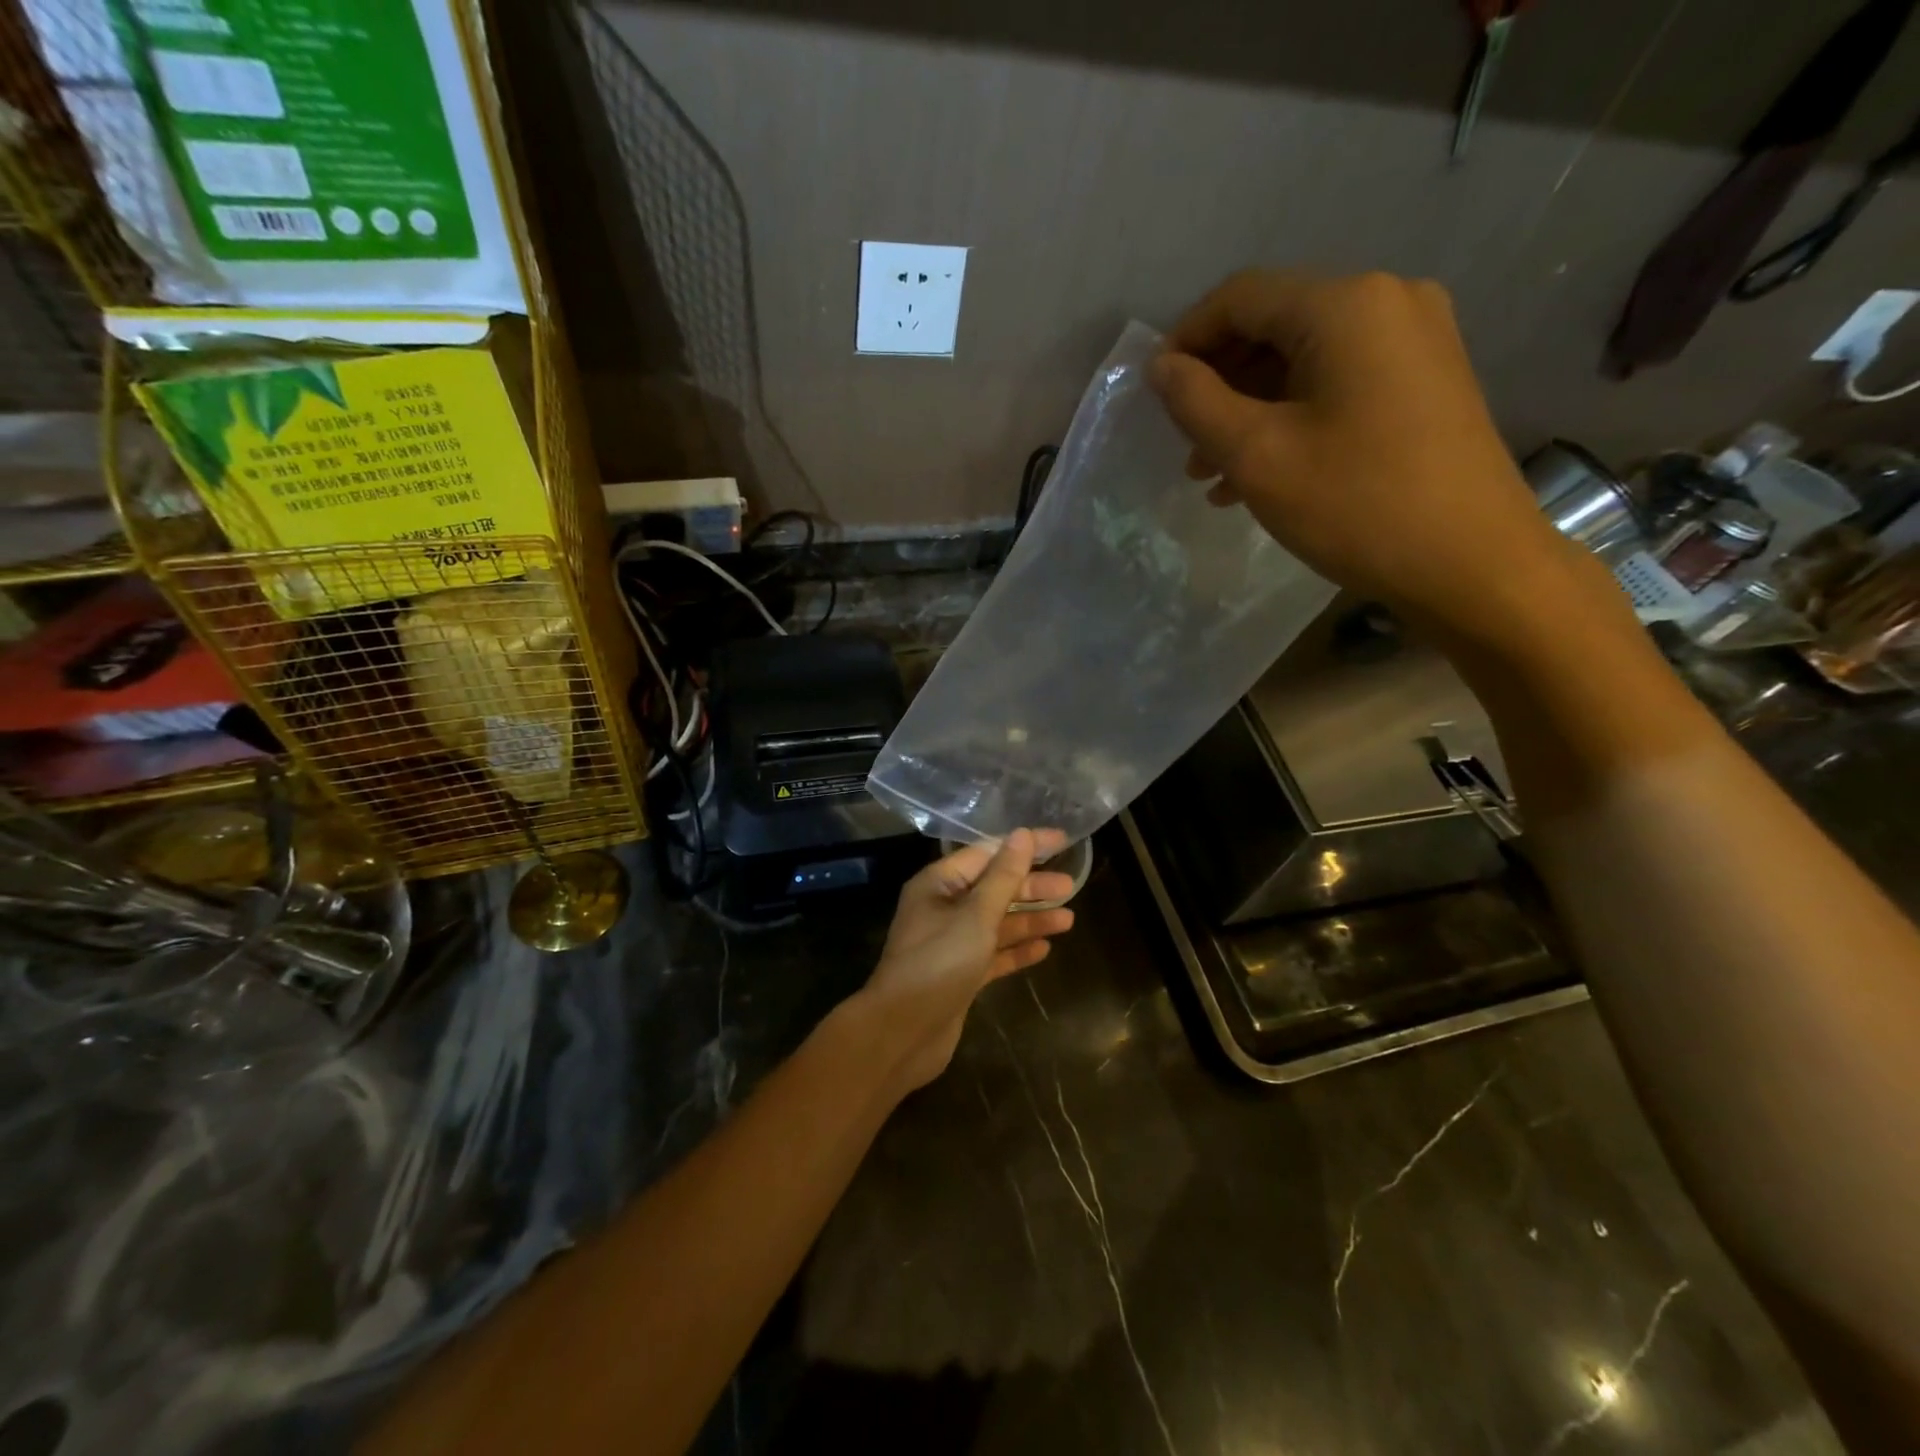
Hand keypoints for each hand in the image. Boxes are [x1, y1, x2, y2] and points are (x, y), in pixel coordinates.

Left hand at [859, 829, 1076, 1092]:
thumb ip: (1003, 877)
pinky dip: (1017, 949)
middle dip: (1031, 887)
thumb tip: (1022, 835)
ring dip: (1030, 919)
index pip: (987, 853)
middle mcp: (943, 908)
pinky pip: (994, 953)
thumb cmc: (938, 963)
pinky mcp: (961, 974)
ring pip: (997, 922)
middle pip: (994, 888)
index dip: (1024, 846)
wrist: (902, 1033)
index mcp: (938, 884)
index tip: (1062, 841)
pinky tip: (1044, 949)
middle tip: (1071, 887)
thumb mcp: (976, 915)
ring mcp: (951, 943)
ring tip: (1069, 919)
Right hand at [1149, 270, 1599, 645]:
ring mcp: (1416, 341)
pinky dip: (1292, 418)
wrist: (1473, 564)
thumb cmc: (1356, 506)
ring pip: (1304, 361)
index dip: (1186, 339)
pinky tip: (1264, 473)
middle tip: (1185, 446)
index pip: (1241, 298)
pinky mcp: (1427, 382)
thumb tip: (1161, 367)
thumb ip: (1197, 403)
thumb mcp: (1257, 455)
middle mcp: (1388, 302)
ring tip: (1214, 474)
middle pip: (1275, 325)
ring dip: (1250, 410)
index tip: (1153, 394)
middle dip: (1219, 384)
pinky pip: (1339, 383)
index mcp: (1346, 305)